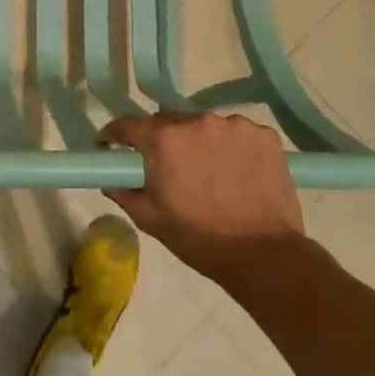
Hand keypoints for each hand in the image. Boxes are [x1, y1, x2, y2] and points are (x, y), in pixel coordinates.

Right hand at [98, 112, 304, 285]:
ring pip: (204, 126)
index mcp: (164, 139)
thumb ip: (123, 191)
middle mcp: (198, 121)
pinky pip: (237, 134)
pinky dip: (231, 147)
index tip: (110, 147)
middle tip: (165, 166)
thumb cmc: (199, 238)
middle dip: (160, 139)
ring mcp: (235, 125)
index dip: (114, 135)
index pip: (127, 124)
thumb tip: (110, 178)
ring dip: (199, 142)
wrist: (264, 254)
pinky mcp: (264, 135)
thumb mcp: (150, 219)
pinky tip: (236, 172)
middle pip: (168, 121)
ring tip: (208, 172)